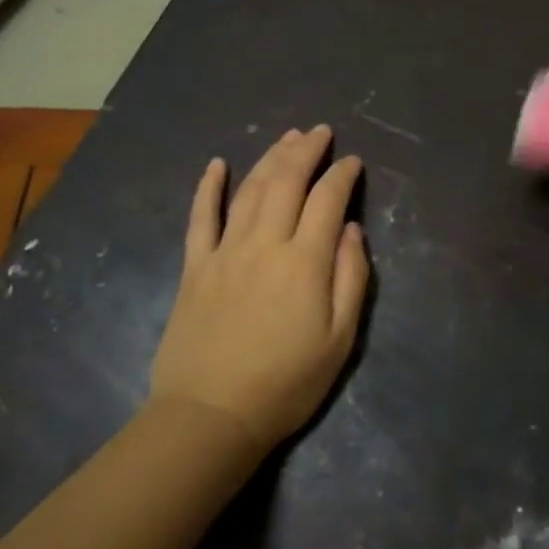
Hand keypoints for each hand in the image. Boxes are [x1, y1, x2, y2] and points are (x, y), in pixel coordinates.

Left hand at [149, 127, 369, 451]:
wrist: (211, 416)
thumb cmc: (286, 383)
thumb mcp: (340, 340)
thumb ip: (351, 278)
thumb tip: (350, 229)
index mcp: (305, 261)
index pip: (327, 200)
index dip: (342, 175)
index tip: (353, 162)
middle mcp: (265, 243)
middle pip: (287, 182)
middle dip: (306, 151)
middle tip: (320, 132)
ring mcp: (225, 252)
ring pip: (250, 190)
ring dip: (270, 158)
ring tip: (287, 137)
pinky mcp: (195, 267)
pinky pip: (201, 217)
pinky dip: (208, 187)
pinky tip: (216, 164)